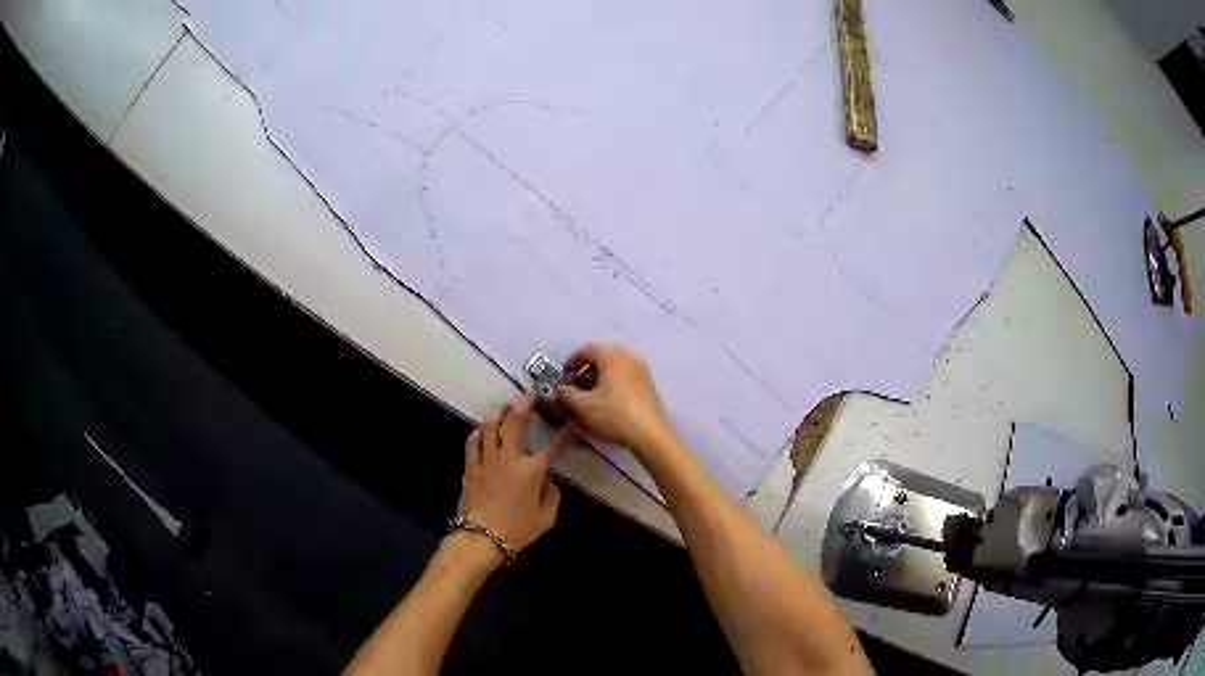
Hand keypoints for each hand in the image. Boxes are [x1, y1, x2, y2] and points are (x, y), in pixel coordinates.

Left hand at [457, 393, 570, 552]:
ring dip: (498, 412)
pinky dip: (479, 431)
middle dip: (524, 404)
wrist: (480, 538)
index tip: (569, 423)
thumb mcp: (546, 519)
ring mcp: (486, 459)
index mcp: (531, 470)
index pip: (551, 446)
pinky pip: (473, 441)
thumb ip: (552, 497)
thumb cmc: (516, 530)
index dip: (563, 433)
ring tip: (504, 406)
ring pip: (489, 425)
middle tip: (529, 394)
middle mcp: (508, 458)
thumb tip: (548, 482)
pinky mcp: (471, 466)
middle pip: (514, 422)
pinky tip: (482, 428)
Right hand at [555, 344, 676, 459]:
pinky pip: (626, 376)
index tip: (565, 375)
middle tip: (577, 386)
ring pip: (615, 367)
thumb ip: (566, 394)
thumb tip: (559, 390)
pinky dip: (613, 383)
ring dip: (600, 378)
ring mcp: (642, 371)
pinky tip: (607, 401)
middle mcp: (629, 358)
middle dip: (587, 370)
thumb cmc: (613, 415)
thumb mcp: (582, 406)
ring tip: (590, 395)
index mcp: (613, 357)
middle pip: (603, 357)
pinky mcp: (648, 385)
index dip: (573, 361)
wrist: (648, 433)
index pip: (588, 349)